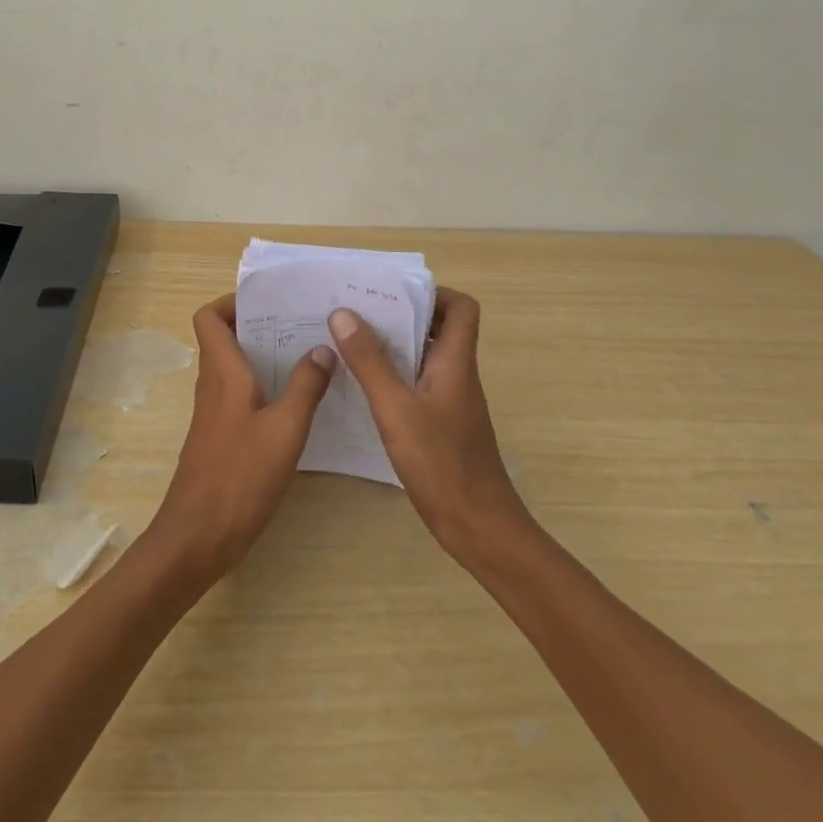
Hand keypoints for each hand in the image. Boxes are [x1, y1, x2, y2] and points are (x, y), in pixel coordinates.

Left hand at [148, 295, 335, 582]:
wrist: (198, 538)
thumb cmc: (240, 476)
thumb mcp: (285, 430)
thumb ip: (305, 387)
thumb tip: (322, 348)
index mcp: (223, 373)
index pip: (208, 318)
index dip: (231, 302)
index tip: (269, 303)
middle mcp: (213, 386)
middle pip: (224, 339)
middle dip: (258, 325)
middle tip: (300, 324)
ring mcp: (214, 414)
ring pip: (234, 368)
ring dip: (263, 356)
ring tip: (306, 355)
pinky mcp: (220, 438)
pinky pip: (239, 396)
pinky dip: (263, 388)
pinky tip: (296, 403)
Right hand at [328, 289, 530, 560]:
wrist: (479, 527)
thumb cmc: (441, 462)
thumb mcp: (396, 408)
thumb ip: (370, 362)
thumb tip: (343, 313)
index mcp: (455, 362)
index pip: (462, 308)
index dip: (434, 294)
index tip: (394, 296)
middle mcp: (458, 375)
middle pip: (440, 328)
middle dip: (403, 316)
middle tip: (361, 314)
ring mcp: (452, 402)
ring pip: (426, 358)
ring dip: (396, 346)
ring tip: (352, 343)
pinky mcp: (443, 425)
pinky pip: (419, 384)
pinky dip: (396, 377)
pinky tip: (364, 389)